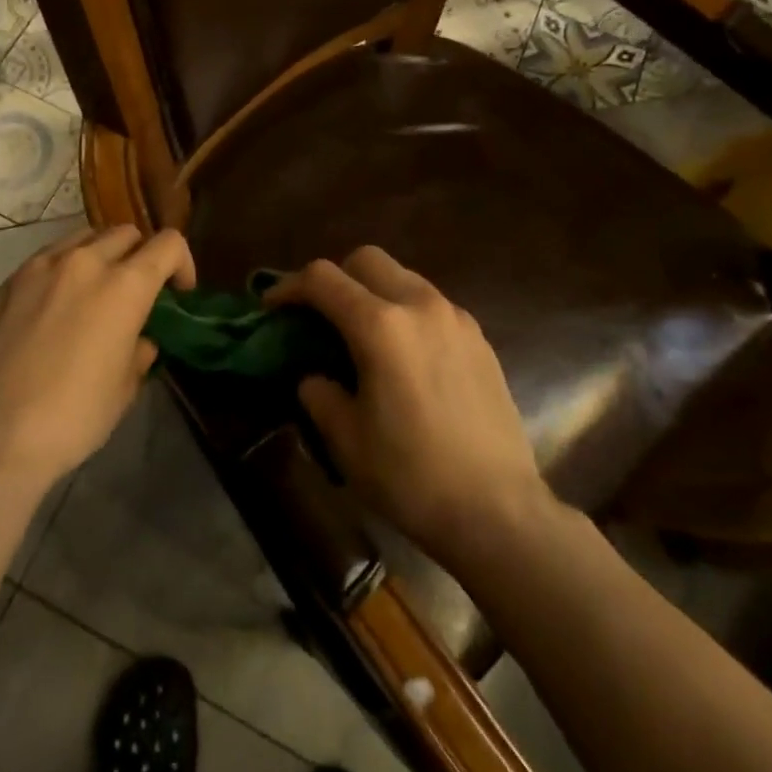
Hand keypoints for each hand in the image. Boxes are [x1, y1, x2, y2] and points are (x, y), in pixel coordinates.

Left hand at [0, 225, 195, 486]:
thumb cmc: (72, 416)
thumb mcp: (123, 390)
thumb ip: (139, 353)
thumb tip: (140, 340)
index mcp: (125, 286)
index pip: (168, 244)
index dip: (182, 263)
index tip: (179, 293)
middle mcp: (86, 262)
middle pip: (126, 233)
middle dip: (141, 256)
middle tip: (137, 292)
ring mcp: (43, 265)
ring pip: (85, 237)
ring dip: (101, 255)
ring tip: (95, 291)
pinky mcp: (11, 279)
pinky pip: (49, 256)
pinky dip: (65, 267)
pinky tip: (56, 305)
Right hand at [266, 246, 551, 569]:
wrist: (500, 512)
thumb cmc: (412, 477)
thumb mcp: (346, 440)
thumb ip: (319, 393)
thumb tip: (315, 376)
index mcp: (381, 326)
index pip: (322, 279)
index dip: (288, 286)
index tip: (271, 306)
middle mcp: (419, 306)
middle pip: (366, 259)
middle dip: (335, 277)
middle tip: (320, 315)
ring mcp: (455, 318)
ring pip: (403, 277)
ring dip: (372, 291)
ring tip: (362, 335)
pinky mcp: (479, 338)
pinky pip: (430, 304)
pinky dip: (405, 312)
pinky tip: (404, 356)